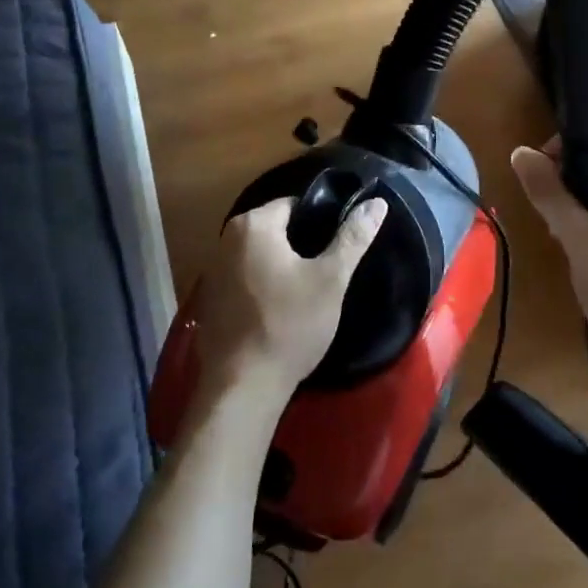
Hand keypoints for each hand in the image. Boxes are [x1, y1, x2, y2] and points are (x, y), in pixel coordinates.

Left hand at [194, 196, 387, 415]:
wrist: (244, 385)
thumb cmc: (290, 325)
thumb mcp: (330, 279)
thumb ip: (353, 237)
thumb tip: (377, 202)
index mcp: (253, 225)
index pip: (295, 205)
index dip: (321, 222)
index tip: (339, 246)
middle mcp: (226, 239)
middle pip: (276, 229)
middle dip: (302, 245)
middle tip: (328, 271)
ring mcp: (213, 270)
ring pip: (261, 255)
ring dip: (283, 266)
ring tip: (309, 290)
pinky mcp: (211, 299)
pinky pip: (245, 278)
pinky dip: (264, 285)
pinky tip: (282, 309)